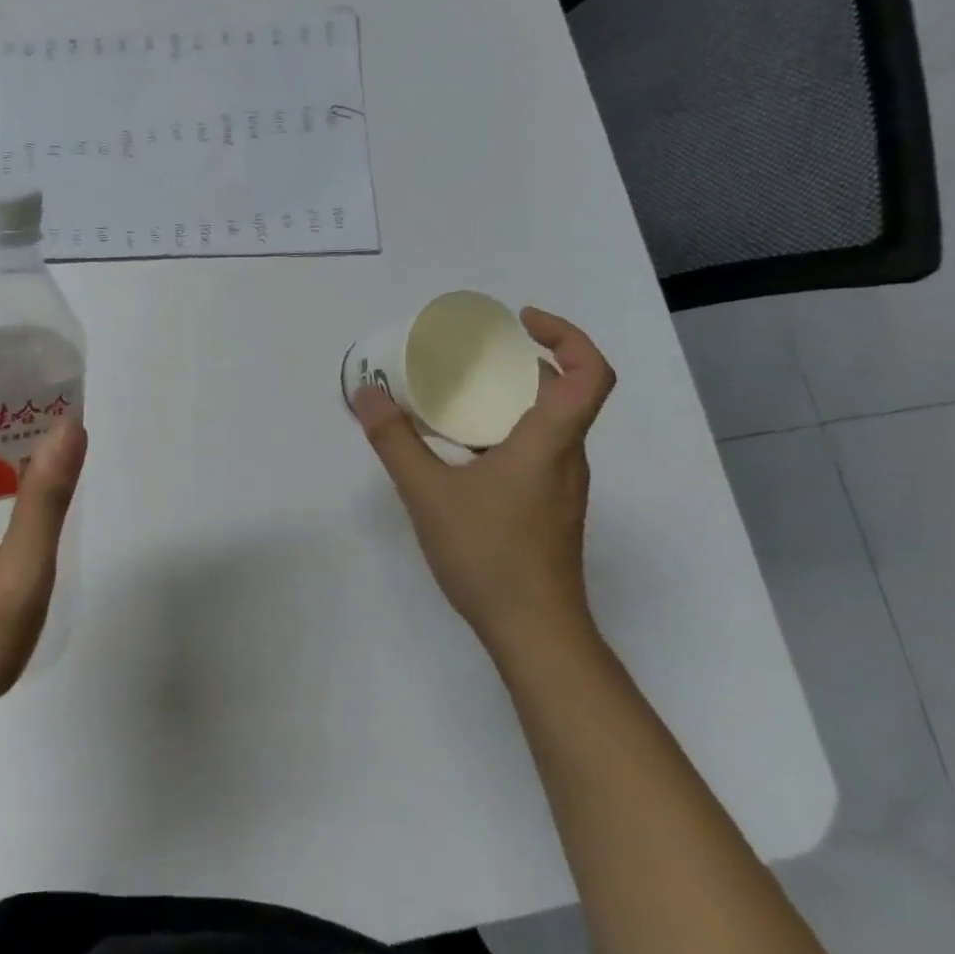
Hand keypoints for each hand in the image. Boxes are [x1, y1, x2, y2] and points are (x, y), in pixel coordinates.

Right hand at [352, 307, 614, 655]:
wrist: (534, 632)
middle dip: (522, 362)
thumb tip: (366, 394)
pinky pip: (534, 451)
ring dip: (510, 399)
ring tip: (457, 397)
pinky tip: (461, 451)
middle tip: (473, 353)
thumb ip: (394, 440)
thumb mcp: (428, 492)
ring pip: (547, 424)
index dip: (567, 336)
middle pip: (564, 392)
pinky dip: (503, 432)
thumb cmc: (489, 554)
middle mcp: (566, 457)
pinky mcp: (548, 509)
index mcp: (550, 441)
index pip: (589, 374)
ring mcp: (560, 486)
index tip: (522, 321)